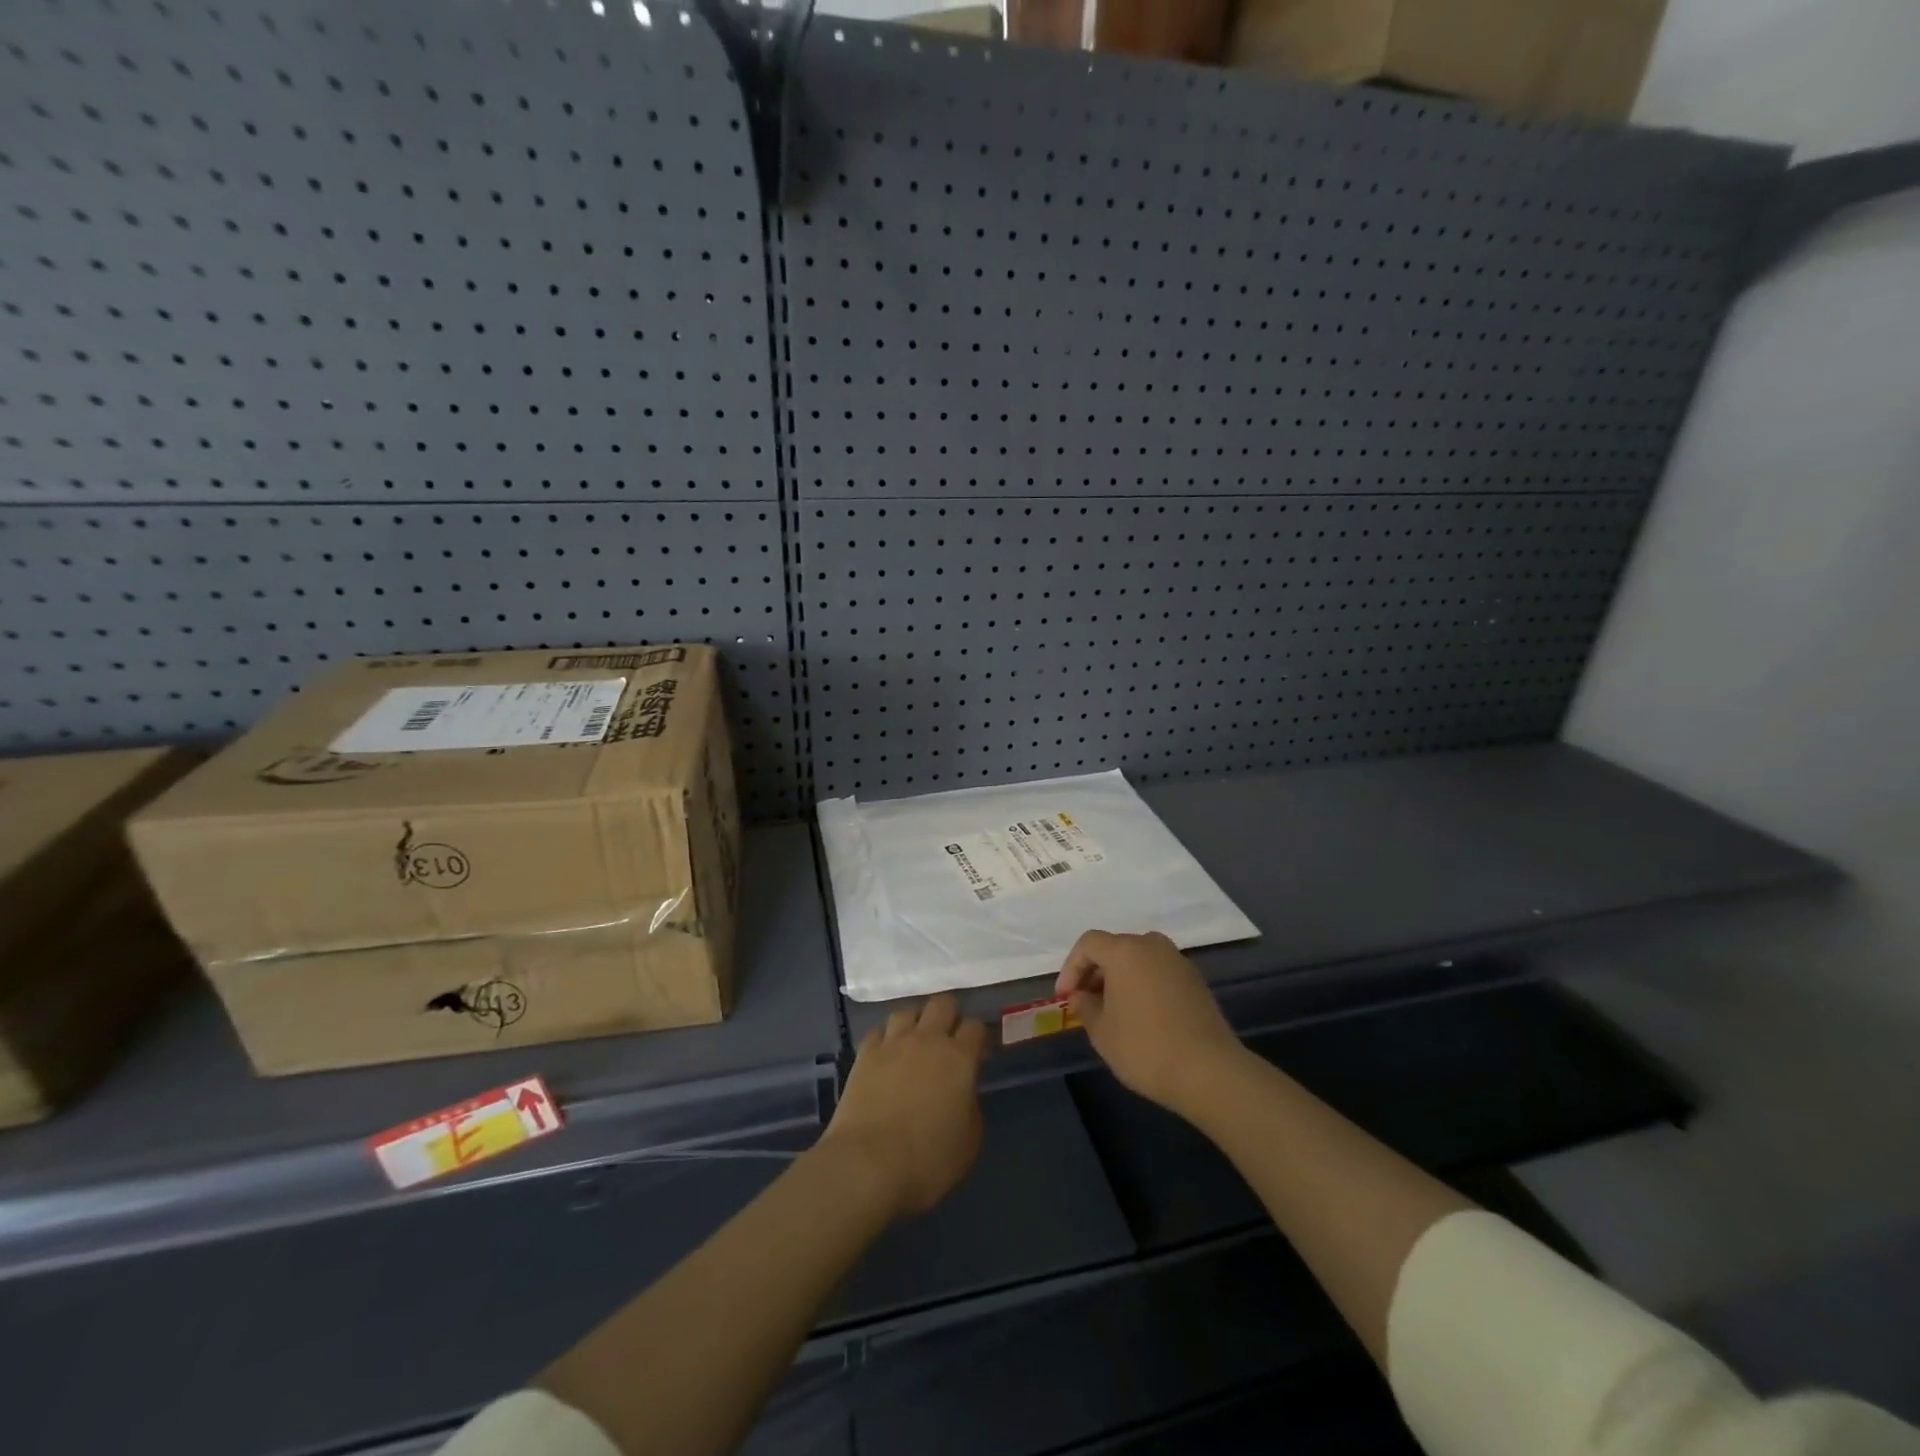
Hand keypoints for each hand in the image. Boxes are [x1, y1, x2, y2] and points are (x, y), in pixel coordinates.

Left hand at [819, 994, 987, 1219]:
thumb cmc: (926, 1160)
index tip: (979, 1051)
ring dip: (916, 1022)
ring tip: (915, 1042)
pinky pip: (878, 1031)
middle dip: (949, 1015)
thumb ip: (971, 1107)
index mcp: (959, 1059)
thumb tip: (963, 1092)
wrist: (867, 1164)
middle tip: (949, 1039)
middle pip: (943, 1003)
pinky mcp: (865, 1054)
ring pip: (907, 1011)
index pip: (976, 1026)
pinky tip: (886, 1054)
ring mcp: (893, 1043)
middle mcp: (927, 1040)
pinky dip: (886, 1038)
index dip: (980, 1036)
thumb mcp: (969, 1143)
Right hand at [1056, 929, 1245, 1115]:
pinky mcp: (1195, 980)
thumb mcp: (1102, 1032)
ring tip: (1111, 1008)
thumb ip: (1085, 1007)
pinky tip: (1141, 1014)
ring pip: (1138, 958)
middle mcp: (1152, 946)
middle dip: (1095, 971)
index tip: (1065, 996)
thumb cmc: (1145, 1048)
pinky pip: (1158, 971)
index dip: (1071, 967)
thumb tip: (1080, 996)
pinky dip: (1143, 983)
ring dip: (1120, 977)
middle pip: (1115, 947)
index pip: (1088, 944)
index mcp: (1125, 951)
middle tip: (1085, 1001)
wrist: (1209, 1071)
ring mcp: (1177, 961)